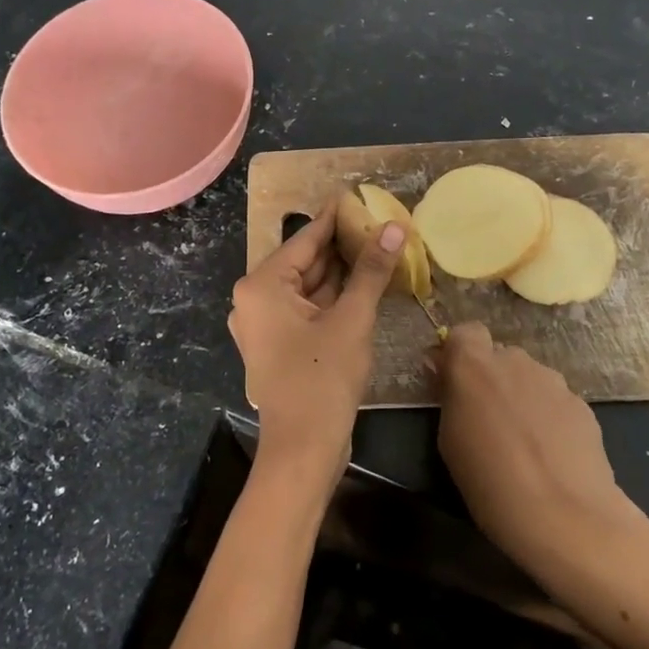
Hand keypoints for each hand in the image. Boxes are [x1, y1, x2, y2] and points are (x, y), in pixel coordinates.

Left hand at [228, 204, 405, 488]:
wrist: (302, 451)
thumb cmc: (322, 379)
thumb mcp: (351, 319)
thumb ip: (370, 271)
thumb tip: (394, 227)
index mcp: (261, 285)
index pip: (305, 240)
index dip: (334, 218)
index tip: (357, 196)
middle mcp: (255, 299)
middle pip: (304, 262)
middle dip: (341, 246)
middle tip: (377, 223)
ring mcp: (265, 324)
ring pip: (308, 287)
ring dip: (341, 273)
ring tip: (377, 247)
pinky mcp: (279, 345)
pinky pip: (307, 310)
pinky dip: (333, 299)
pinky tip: (364, 285)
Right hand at [432, 323, 642, 585]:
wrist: (565, 516)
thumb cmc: (489, 481)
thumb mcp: (449, 440)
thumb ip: (449, 397)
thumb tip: (446, 373)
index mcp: (474, 365)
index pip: (465, 331)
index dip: (459, 352)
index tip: (453, 380)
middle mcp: (515, 361)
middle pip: (500, 355)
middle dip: (492, 378)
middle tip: (487, 417)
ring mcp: (553, 381)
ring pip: (530, 378)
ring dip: (522, 396)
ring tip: (523, 441)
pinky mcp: (582, 405)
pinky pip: (555, 401)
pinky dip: (549, 417)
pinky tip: (550, 455)